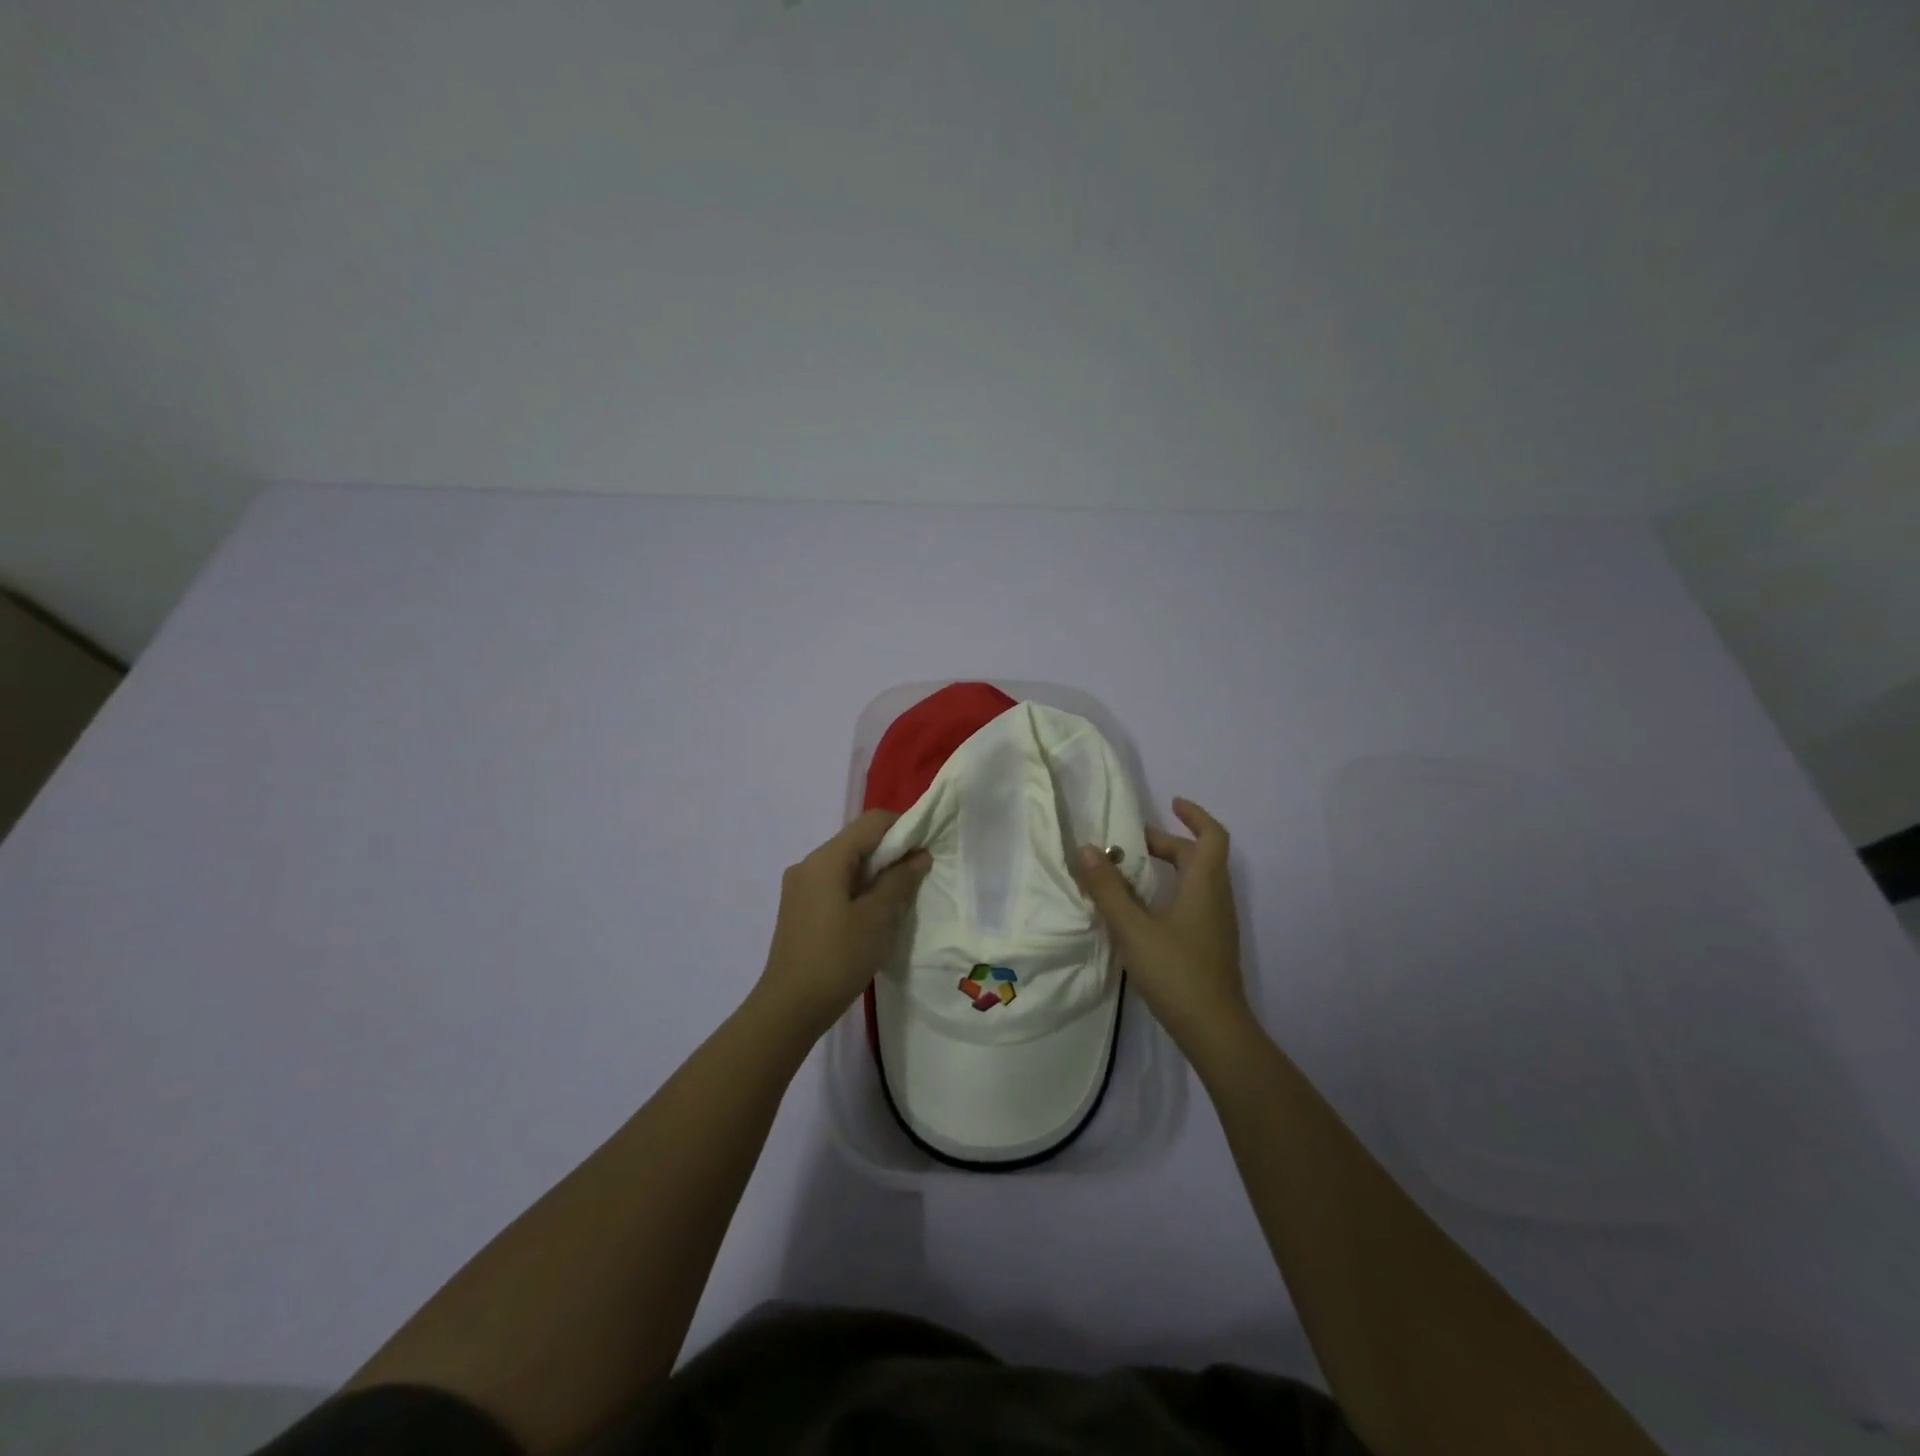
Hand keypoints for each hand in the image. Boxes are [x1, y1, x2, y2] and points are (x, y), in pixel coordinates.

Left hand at [756, 810, 932, 1039]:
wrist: (789, 1008)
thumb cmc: (837, 958)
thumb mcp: (878, 918)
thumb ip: (900, 880)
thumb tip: (919, 855)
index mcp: (826, 859)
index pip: (872, 822)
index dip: (904, 828)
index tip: (926, 851)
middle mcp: (808, 864)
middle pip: (858, 842)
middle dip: (891, 854)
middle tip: (918, 878)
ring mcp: (800, 887)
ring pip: (847, 865)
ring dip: (876, 875)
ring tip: (899, 900)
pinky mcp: (799, 909)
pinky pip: (835, 885)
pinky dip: (858, 890)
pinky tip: (873, 916)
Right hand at [1072, 798, 1250, 1054]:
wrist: (1214, 1030)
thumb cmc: (1175, 971)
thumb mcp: (1132, 927)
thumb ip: (1108, 888)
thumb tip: (1087, 849)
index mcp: (1204, 885)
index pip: (1211, 836)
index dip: (1194, 816)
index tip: (1171, 803)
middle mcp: (1216, 898)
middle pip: (1199, 857)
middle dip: (1167, 844)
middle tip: (1131, 844)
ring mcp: (1217, 925)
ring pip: (1196, 882)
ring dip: (1169, 868)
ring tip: (1132, 872)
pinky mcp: (1210, 946)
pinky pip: (1193, 903)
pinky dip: (1171, 892)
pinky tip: (1143, 911)